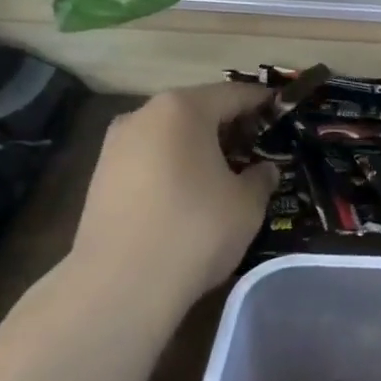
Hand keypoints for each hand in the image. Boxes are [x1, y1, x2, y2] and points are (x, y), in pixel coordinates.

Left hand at [69, 82, 279, 305]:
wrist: (119, 285)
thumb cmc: (194, 230)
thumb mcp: (246, 204)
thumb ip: (260, 178)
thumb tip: (263, 170)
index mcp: (183, 108)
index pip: (234, 94)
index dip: (261, 102)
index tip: (280, 110)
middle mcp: (144, 114)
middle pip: (197, 110)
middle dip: (227, 125)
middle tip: (256, 146)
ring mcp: (116, 144)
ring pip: (169, 134)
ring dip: (196, 146)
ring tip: (222, 172)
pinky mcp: (100, 176)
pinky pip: (148, 158)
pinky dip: (171, 166)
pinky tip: (186, 194)